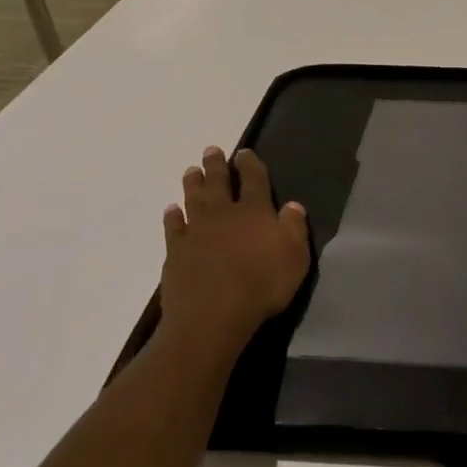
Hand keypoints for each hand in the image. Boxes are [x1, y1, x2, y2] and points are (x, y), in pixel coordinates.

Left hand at [160, 147, 309, 349]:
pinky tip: (171, 210)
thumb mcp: (295, 256)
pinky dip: (172, 217)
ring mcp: (196, 232)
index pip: (254, 180)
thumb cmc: (262, 285)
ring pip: (194, 200)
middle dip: (216, 166)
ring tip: (190, 170)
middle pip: (219, 184)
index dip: (250, 164)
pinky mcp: (175, 252)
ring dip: (193, 184)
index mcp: (255, 211)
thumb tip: (293, 204)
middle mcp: (224, 214)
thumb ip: (294, 227)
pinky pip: (173, 228)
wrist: (212, 316)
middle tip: (211, 150)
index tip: (244, 152)